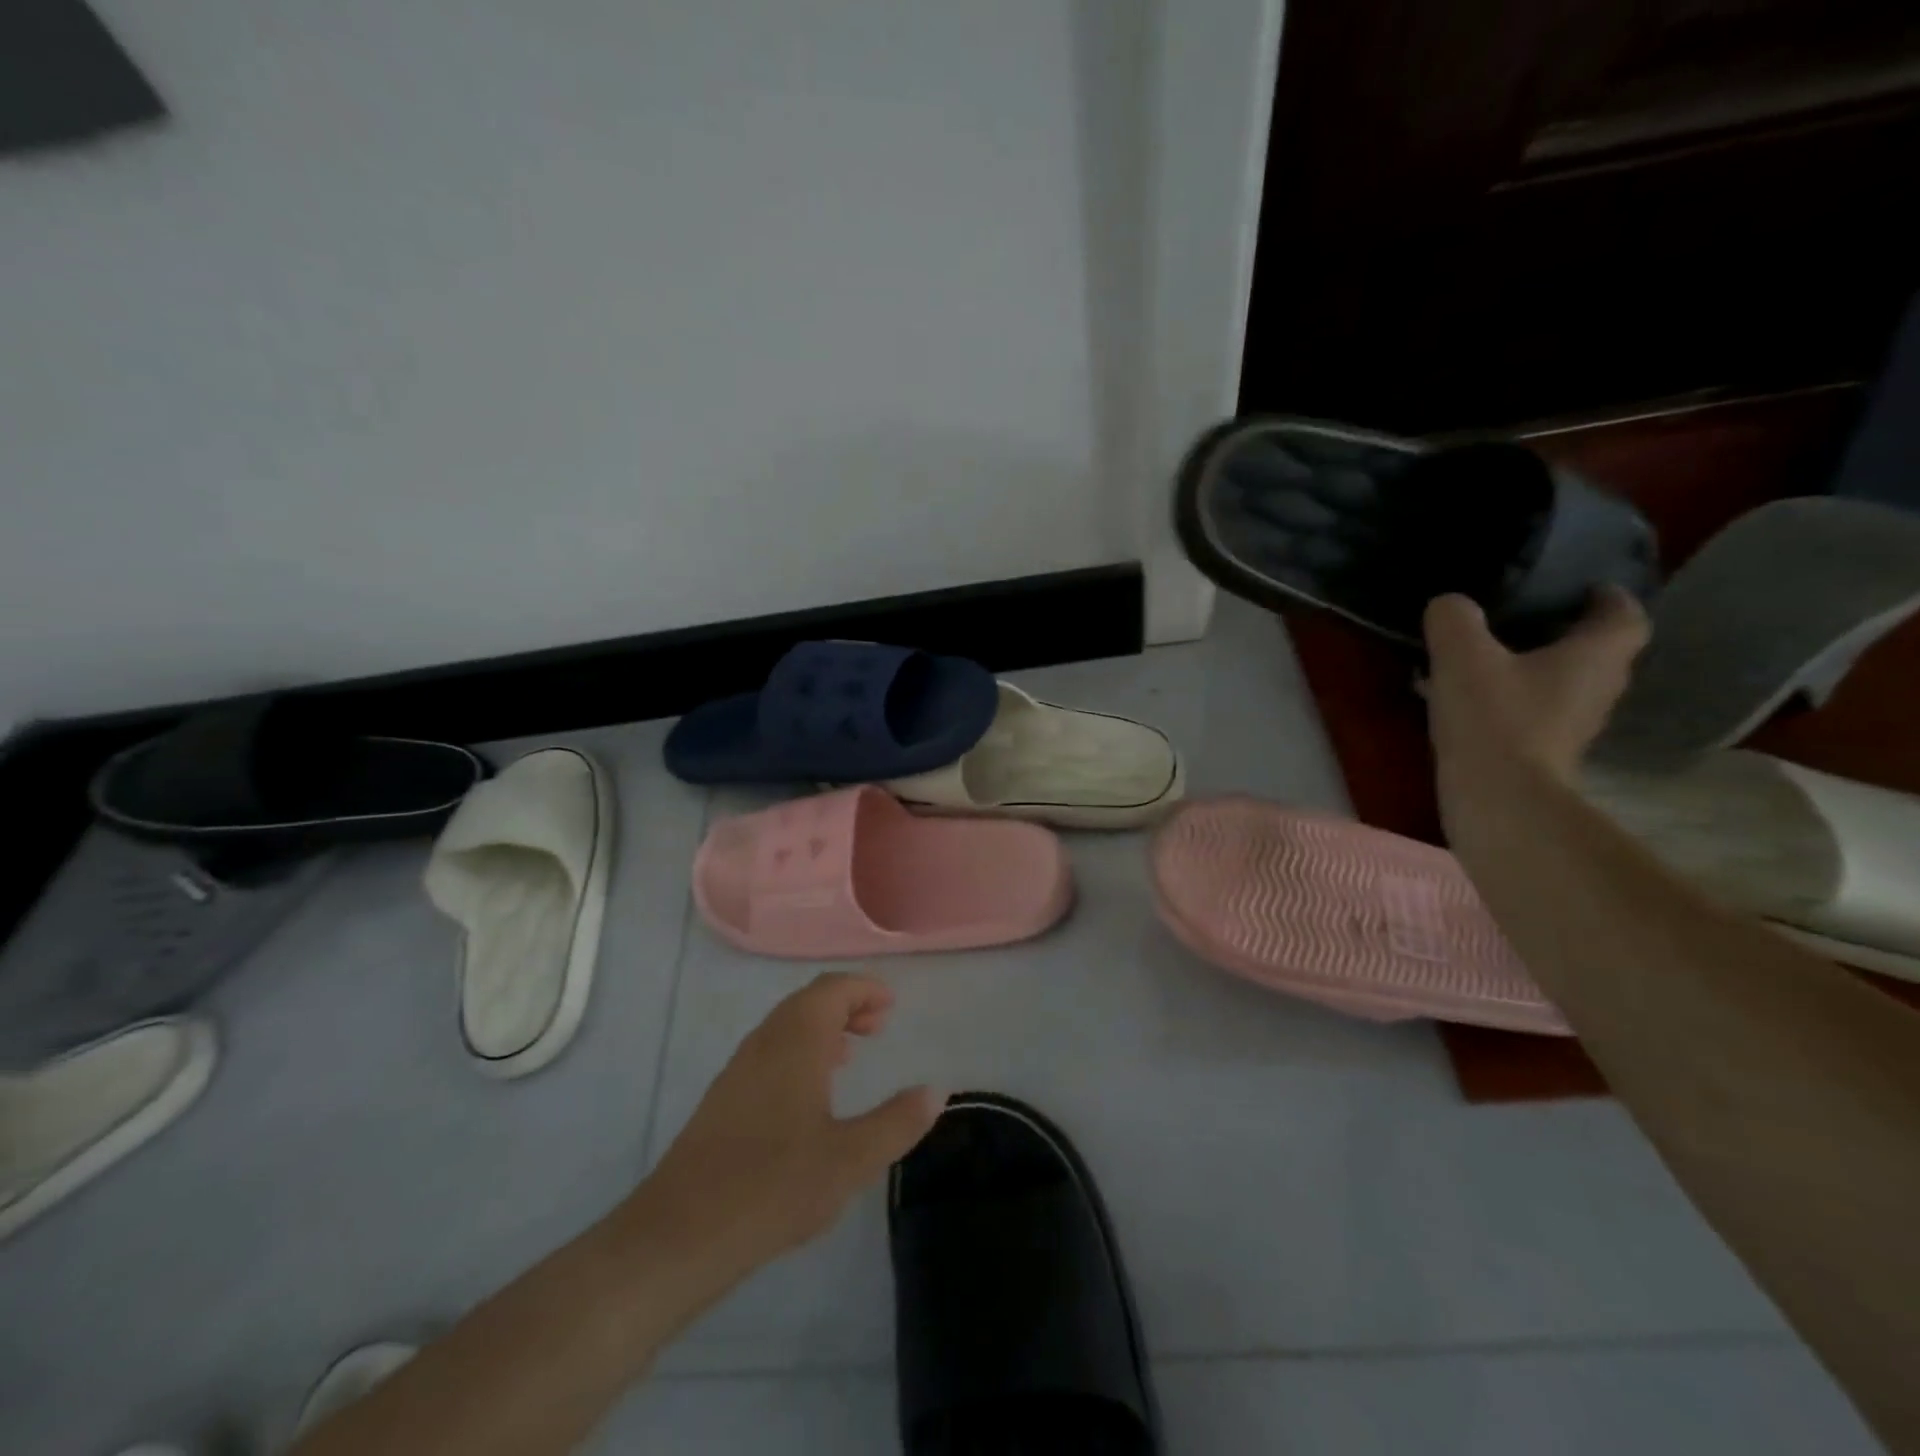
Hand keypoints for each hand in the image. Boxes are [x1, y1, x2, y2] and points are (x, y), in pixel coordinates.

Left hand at [633, 972, 942, 1287]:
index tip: (891, 1006)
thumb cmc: (773, 1187)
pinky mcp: (723, 1098)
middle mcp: (765, 1041)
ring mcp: (739, 1069)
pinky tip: (810, 1094)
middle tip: (879, 1026)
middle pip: (808, 1001)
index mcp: (796, 1041)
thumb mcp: (850, 1159)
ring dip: (822, 1027)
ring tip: (851, 1053)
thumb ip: (897, 1122)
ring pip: (786, 1026)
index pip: (832, 989)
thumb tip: (936, 1091)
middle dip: (847, 1004)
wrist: (679, 1235)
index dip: (864, 989)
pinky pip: (770, 1051)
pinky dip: (799, 1051)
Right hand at [1423, 586, 1648, 785]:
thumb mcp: (1462, 656)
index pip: (1624, 615)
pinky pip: (1534, 715)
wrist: (1498, 800)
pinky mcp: (1546, 755)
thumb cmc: (1493, 718)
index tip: (1582, 588)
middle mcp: (1599, 689)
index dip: (1608, 597)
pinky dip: (1511, 703)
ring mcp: (1575, 727)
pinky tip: (1469, 703)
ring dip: (1534, 671)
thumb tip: (1450, 604)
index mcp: (1595, 656)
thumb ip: (1454, 619)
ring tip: (1487, 661)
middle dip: (1566, 634)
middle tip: (1525, 620)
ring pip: (1562, 686)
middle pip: (1596, 652)